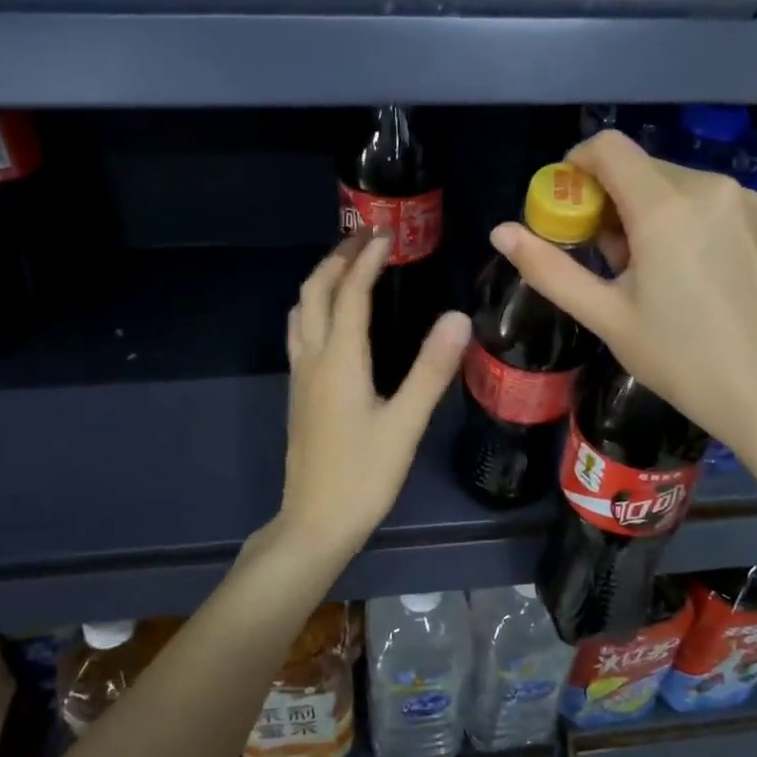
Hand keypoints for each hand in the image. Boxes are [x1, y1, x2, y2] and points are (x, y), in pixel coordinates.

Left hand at [278, 232, 470, 562]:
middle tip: (365, 239)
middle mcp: (313, 359)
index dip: (367, 260)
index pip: (351, 294)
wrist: (315, 523)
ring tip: (348, 268)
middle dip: (337, 259)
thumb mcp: (405, 424)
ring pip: (301, 312)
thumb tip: (457, 316)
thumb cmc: (364, 476)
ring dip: (321, 281)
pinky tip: (334, 321)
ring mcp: (300, 377)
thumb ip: (431, 369)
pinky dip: (315, 308)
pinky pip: (300, 333)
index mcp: (339, 360)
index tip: (386, 233)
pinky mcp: (299, 395)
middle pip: (314, 293)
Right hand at [488, 131, 756, 457]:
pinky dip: (683, 220)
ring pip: (674, 184)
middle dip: (610, 200)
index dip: (577, 166)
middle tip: (606, 258)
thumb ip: (549, 268)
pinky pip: (707, 201)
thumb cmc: (679, 358)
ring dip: (646, 212)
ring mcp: (744, 201)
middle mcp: (708, 187)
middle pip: (640, 168)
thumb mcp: (605, 316)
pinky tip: (688, 273)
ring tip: (647, 272)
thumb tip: (500, 232)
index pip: (608, 147)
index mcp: (665, 206)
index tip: (567, 207)